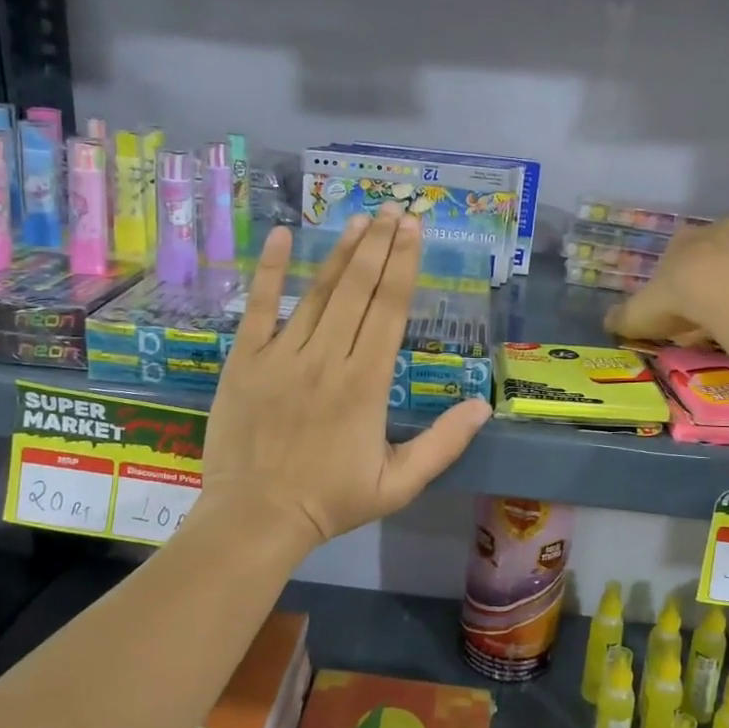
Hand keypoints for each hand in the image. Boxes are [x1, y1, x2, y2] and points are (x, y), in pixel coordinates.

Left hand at [200, 209, 491, 556]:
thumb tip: (483, 406)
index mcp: (366, 383)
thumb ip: (443, 444)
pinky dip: (269, 270)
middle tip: (394, 209)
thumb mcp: (399, 483)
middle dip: (380, 245)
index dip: (404, 265)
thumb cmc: (330, 501)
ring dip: (342, 252)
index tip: (414, 229)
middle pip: (358, 289)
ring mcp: (282, 355)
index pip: (390, 310)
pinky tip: (282, 235)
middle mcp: (327, 358)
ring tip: (361, 219)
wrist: (255, 518)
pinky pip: (258, 307)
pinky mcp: (246, 360)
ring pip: (318, 292)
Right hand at [604, 218, 728, 346]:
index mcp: (685, 240)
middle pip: (719, 248)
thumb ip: (624, 317)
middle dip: (718, 270)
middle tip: (717, 307)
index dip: (682, 277)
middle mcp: (723, 229)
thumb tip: (607, 322)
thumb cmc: (683, 299)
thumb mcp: (641, 314)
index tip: (684, 302)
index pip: (680, 251)